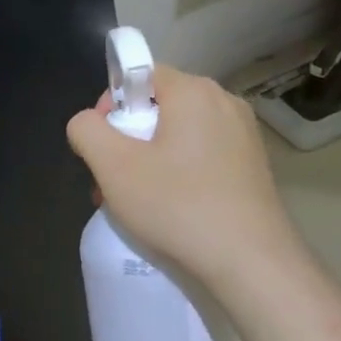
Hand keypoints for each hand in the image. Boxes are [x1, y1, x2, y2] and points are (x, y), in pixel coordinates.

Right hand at [66, 64, 302, 302]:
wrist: (252, 265)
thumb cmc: (178, 206)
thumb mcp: (112, 165)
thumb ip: (86, 130)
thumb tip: (87, 123)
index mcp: (194, 91)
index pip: (139, 75)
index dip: (112, 105)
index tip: (102, 146)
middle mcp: (225, 103)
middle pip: (158, 106)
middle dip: (127, 139)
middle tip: (111, 180)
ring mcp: (244, 135)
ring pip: (178, 134)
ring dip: (148, 160)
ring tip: (136, 201)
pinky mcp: (254, 166)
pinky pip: (202, 155)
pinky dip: (179, 173)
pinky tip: (170, 209)